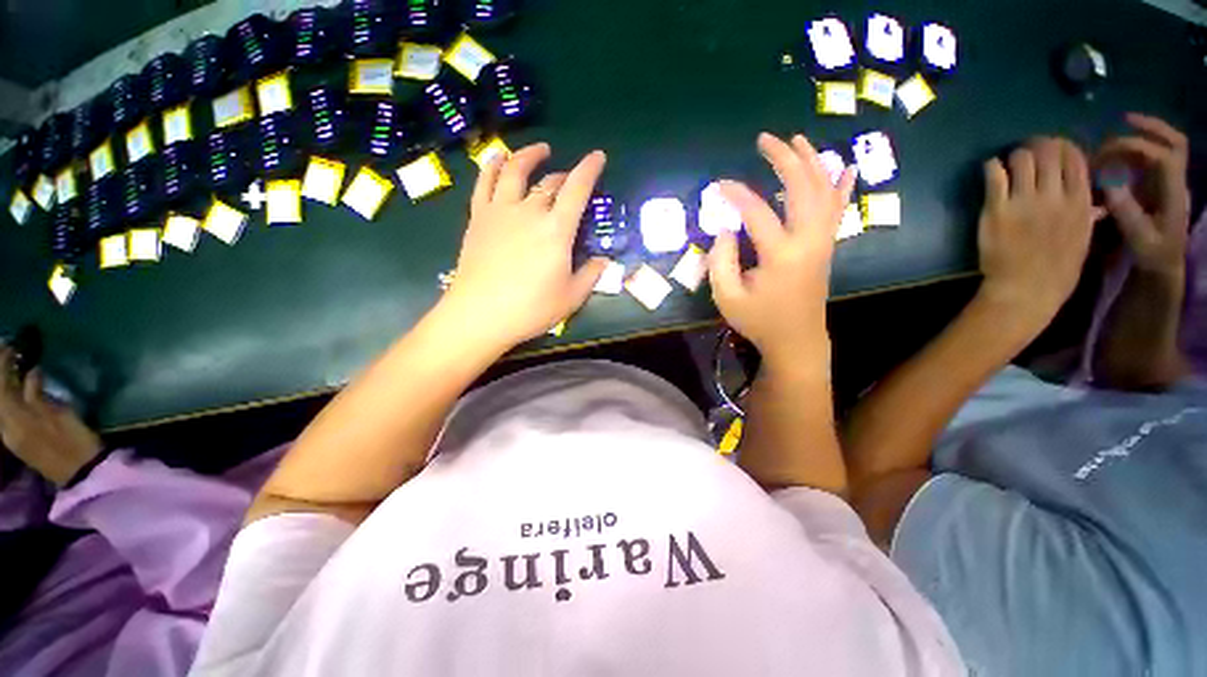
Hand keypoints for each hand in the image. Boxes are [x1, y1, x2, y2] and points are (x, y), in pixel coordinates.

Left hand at [0, 347, 101, 485]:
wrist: (80, 470)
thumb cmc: (73, 440)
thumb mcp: (59, 415)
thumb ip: (38, 395)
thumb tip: (32, 372)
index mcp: (14, 418)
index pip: (1, 386)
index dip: (2, 364)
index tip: (8, 345)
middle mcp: (6, 425)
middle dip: (1, 374)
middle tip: (6, 352)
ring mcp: (11, 434)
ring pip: (1, 405)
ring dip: (4, 385)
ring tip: (10, 368)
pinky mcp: (18, 438)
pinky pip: (5, 413)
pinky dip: (9, 397)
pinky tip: (16, 391)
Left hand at [442, 143, 608, 347]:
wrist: (480, 315)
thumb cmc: (531, 309)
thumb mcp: (572, 297)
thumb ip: (591, 275)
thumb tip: (604, 261)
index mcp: (557, 230)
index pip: (577, 189)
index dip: (589, 169)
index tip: (598, 156)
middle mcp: (529, 211)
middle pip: (549, 183)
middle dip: (564, 176)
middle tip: (570, 181)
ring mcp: (500, 211)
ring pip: (515, 171)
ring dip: (529, 156)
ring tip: (539, 150)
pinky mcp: (479, 217)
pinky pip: (485, 182)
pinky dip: (493, 165)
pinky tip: (498, 158)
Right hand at [709, 133, 855, 368]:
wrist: (797, 339)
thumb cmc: (759, 319)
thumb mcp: (727, 297)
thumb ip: (721, 261)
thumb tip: (725, 230)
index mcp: (781, 254)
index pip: (756, 212)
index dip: (736, 194)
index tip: (719, 185)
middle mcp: (808, 240)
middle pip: (802, 187)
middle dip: (783, 159)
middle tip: (765, 140)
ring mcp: (822, 241)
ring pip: (824, 190)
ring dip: (811, 161)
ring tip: (797, 139)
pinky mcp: (827, 246)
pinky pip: (838, 209)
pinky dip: (843, 185)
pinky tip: (847, 166)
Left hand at [977, 137, 1100, 334]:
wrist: (1025, 290)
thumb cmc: (1057, 270)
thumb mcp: (1083, 239)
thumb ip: (1087, 214)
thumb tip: (1095, 201)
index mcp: (1080, 201)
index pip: (1074, 156)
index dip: (1062, 147)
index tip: (1053, 151)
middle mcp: (1055, 195)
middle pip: (1047, 151)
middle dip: (1037, 147)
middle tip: (1028, 154)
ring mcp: (1024, 201)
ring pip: (1021, 157)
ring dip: (1014, 156)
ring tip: (1009, 165)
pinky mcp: (997, 209)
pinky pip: (993, 174)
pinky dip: (992, 166)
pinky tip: (992, 171)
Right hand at [1097, 113, 1190, 276]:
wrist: (1163, 265)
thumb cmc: (1152, 254)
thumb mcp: (1139, 238)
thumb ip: (1126, 211)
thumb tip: (1108, 183)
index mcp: (1174, 192)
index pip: (1164, 156)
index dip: (1138, 147)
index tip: (1108, 151)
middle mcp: (1176, 181)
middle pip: (1174, 142)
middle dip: (1151, 127)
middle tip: (1123, 120)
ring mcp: (1169, 182)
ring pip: (1163, 146)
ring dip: (1139, 138)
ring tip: (1112, 142)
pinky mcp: (1159, 185)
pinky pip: (1151, 158)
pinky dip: (1135, 150)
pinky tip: (1116, 155)